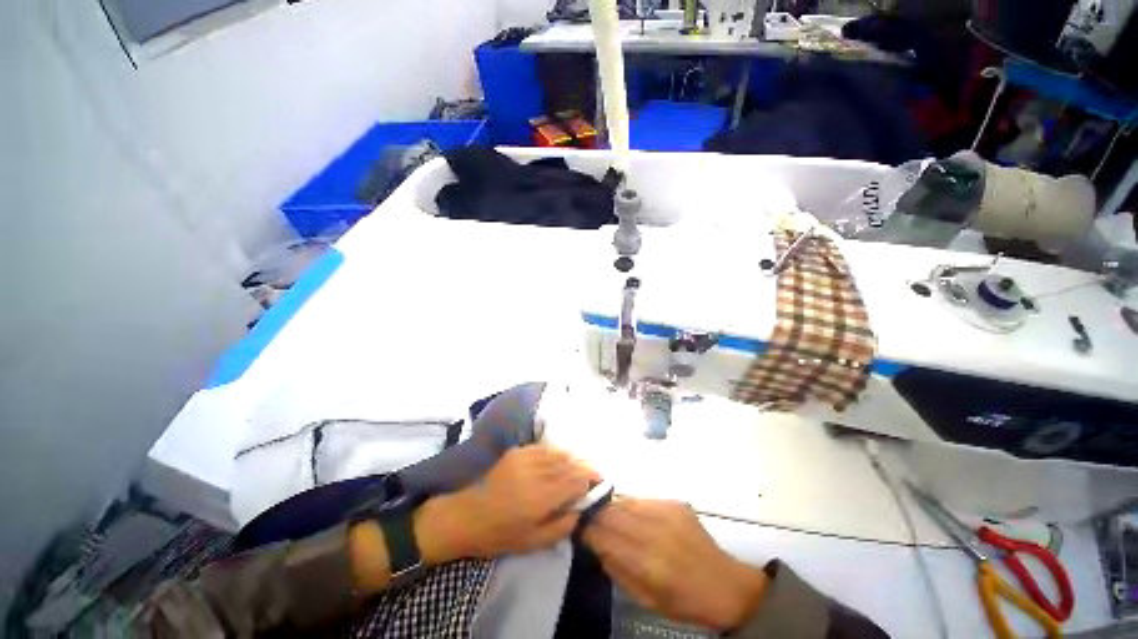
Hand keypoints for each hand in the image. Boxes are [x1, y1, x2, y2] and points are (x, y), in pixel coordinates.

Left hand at [418, 445, 598, 561]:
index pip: (575, 480)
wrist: (466, 515)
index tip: (600, 483)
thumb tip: (580, 508)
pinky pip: (544, 447)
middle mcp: (536, 472)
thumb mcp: (533, 542)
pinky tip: (560, 459)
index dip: (591, 479)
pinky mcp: (517, 451)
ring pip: (559, 452)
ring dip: (573, 458)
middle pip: (570, 462)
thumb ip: (562, 525)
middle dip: (585, 466)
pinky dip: (556, 452)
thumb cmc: (499, 535)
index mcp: (541, 498)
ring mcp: (525, 458)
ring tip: (580, 465)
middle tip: (594, 473)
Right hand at [583, 498, 767, 631]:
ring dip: (611, 506)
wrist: (724, 584)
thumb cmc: (684, 601)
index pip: (605, 536)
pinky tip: (630, 512)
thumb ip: (617, 569)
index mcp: (647, 563)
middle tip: (586, 515)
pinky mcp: (675, 503)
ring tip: (604, 511)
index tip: (576, 526)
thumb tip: (596, 544)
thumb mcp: (645, 599)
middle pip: (613, 513)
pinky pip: (643, 499)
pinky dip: (631, 504)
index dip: (587, 529)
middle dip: (595, 513)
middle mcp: (655, 531)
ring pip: (626, 501)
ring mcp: (667, 512)